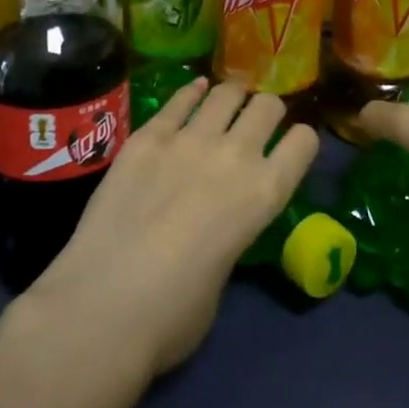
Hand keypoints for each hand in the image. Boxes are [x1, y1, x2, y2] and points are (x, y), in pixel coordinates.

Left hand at [28, 79, 318, 377]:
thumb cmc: (173, 316)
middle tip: (257, 122)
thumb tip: (213, 228)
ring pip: (225, 94)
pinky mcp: (147, 136)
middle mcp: (235, 155)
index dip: (301, 141)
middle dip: (267, 111)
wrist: (104, 304)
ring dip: (232, 97)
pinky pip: (179, 100)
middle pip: (267, 106)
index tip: (291, 146)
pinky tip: (194, 91)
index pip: (304, 142)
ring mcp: (189, 139)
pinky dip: (192, 92)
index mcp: (265, 194)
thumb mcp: (223, 276)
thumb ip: (229, 237)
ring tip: (227, 103)